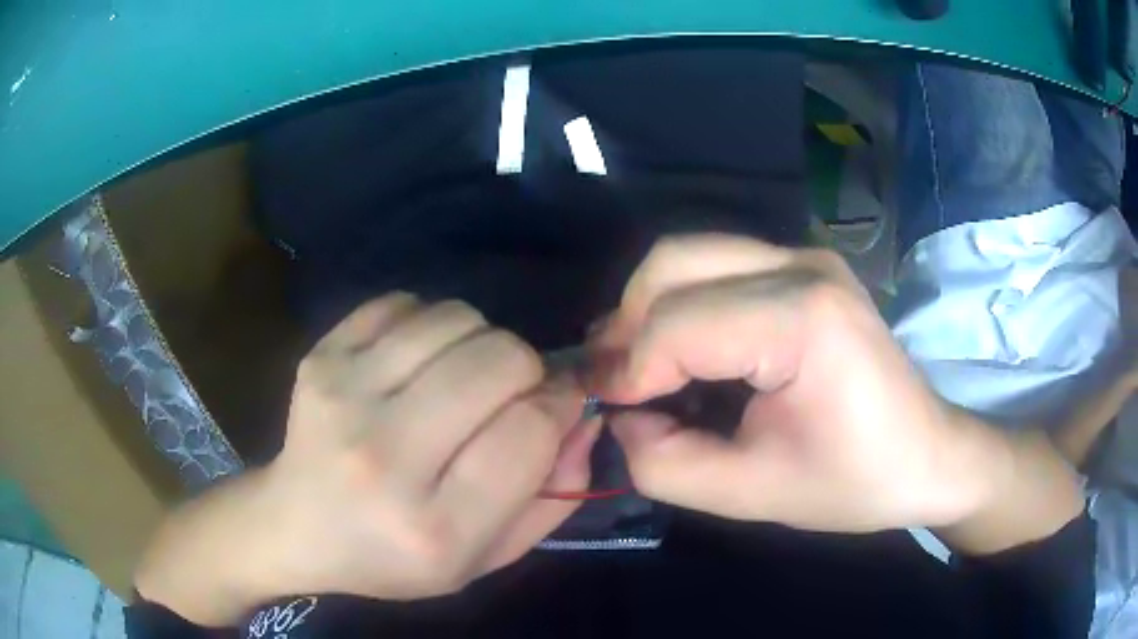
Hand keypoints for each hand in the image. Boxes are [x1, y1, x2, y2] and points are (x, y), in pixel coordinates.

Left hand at [262, 294, 597, 597]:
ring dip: (480, 341)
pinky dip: (428, 324)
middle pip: (498, 360)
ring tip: (460, 376)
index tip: (557, 405)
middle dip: (526, 368)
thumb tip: (583, 415)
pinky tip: (415, 363)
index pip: (529, 431)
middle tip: (510, 392)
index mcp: (433, 527)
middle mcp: (383, 456)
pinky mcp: (319, 357)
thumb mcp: (485, 558)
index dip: (560, 406)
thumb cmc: (393, 557)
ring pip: (456, 319)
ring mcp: (343, 395)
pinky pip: (404, 303)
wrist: (296, 526)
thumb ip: (552, 497)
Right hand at [589, 235, 1010, 532]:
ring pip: (688, 254)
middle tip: (615, 384)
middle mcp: (801, 265)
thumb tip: (621, 417)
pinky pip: (716, 265)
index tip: (604, 410)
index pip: (678, 325)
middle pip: (673, 263)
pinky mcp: (804, 265)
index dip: (626, 370)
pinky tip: (682, 350)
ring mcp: (805, 256)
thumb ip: (664, 463)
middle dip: (627, 325)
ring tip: (640, 367)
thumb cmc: (852, 483)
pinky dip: (681, 303)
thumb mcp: (749, 494)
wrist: (926, 454)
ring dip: (649, 309)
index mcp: (802, 320)